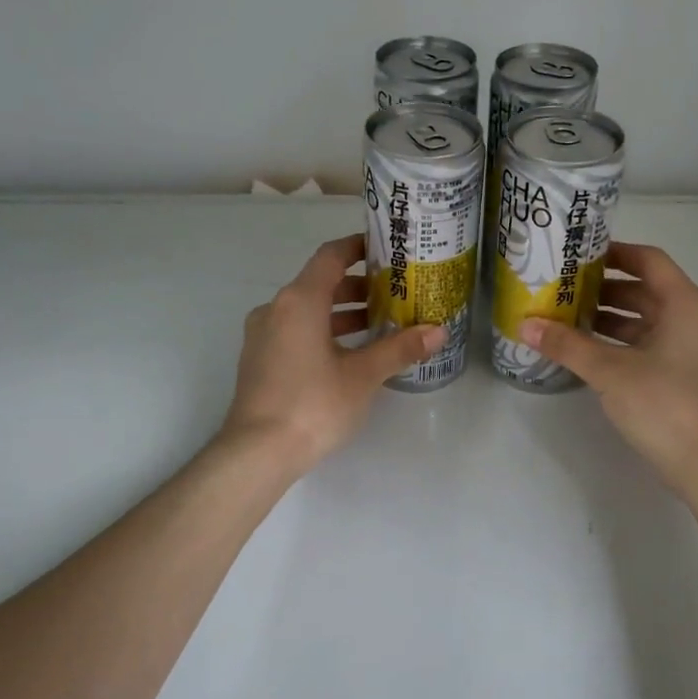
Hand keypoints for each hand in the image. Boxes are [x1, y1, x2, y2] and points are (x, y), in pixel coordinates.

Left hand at [220, 234, 442, 475]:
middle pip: (319, 283)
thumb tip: (438, 332)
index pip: (331, 256)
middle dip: (358, 286)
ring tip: (379, 323)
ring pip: (307, 310)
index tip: (386, 249)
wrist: (258, 451)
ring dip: (341, 312)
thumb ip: (400, 349)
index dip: (358, 247)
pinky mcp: (260, 359)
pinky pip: (295, 330)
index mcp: (299, 300)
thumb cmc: (314, 404)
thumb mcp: (363, 375)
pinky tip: (349, 353)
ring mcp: (263, 335)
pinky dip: (322, 330)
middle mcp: (276, 309)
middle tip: (394, 292)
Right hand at [520, 242, 697, 494]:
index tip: (579, 254)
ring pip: (648, 322)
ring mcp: (693, 351)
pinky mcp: (687, 378)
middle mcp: (694, 320)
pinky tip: (590, 355)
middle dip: (605, 289)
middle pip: (647, 291)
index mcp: (685, 303)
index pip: (649, 260)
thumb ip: (567, 345)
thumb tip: (526, 324)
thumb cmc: (665, 403)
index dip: (615, 253)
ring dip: (611, 319)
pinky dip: (622, 345)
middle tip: (564, 289)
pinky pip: (651, 347)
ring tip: (568, 320)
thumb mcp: (609, 371)